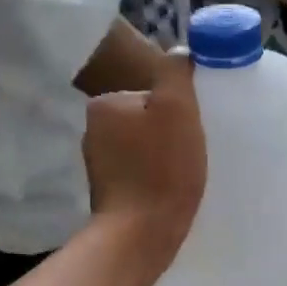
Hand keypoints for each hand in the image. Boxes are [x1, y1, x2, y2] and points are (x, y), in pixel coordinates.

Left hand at [83, 50, 206, 279]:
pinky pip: (138, 172)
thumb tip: (178, 51)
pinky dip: (154, 176)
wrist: (142, 234)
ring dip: (162, 153)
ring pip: (141, 145)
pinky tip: (171, 188)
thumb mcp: (177, 108)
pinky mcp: (108, 193)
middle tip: (193, 145)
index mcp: (104, 105)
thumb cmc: (162, 168)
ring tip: (185, 169)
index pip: (147, 90)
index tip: (193, 121)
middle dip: (167, 128)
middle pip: (143, 117)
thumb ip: (176, 73)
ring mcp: (98, 165)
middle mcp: (93, 131)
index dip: (175, 104)